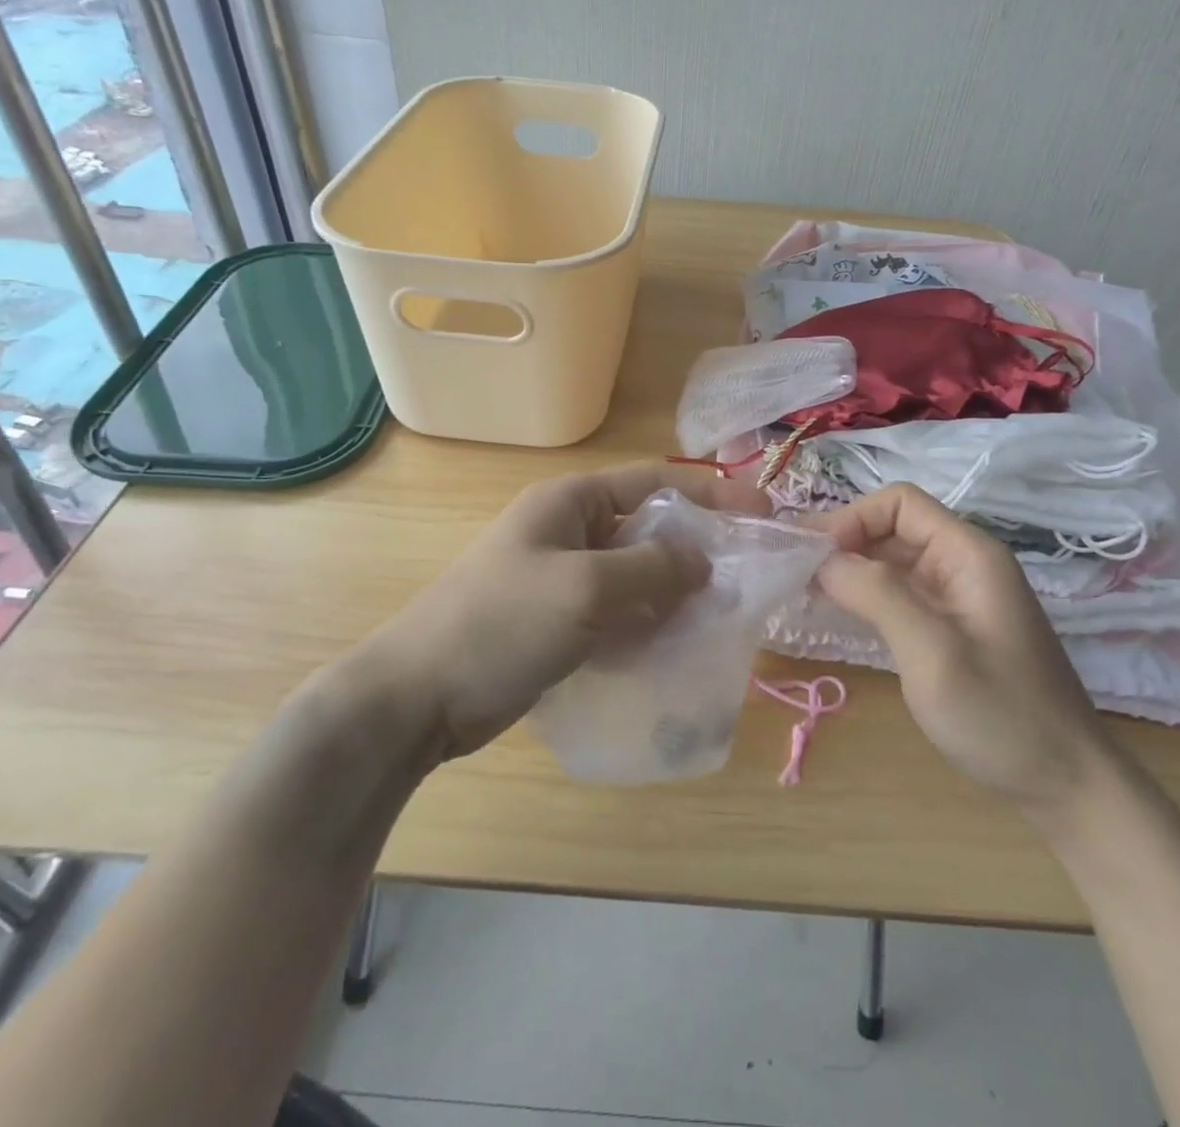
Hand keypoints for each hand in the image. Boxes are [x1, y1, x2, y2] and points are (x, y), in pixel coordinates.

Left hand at [356, 463, 763, 760]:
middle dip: (696, 550)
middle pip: (649, 529)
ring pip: (637, 575)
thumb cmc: (500, 623)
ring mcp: (563, 578)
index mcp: (571, 502)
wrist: (417, 698)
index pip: (655, 482)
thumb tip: (704, 560)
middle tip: (744, 577)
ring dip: (674, 592)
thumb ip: (652, 569)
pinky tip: (674, 645)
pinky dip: (647, 623)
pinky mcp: (559, 621)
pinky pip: (618, 612)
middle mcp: (571, 531)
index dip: (712, 492)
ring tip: (719, 616)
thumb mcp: (585, 588)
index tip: (762, 511)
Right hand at [809, 482, 1115, 814]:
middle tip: (793, 571)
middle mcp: (962, 563)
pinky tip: (835, 613)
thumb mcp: (932, 653)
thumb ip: (877, 595)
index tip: (813, 556)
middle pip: (892, 528)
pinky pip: (899, 593)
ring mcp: (957, 596)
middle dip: (843, 542)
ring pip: (892, 561)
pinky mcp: (950, 626)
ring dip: (850, 570)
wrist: (1066, 785)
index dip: (852, 519)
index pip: (899, 503)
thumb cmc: (1000, 715)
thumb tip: (823, 559)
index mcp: (968, 554)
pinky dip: (864, 596)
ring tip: (802, 590)